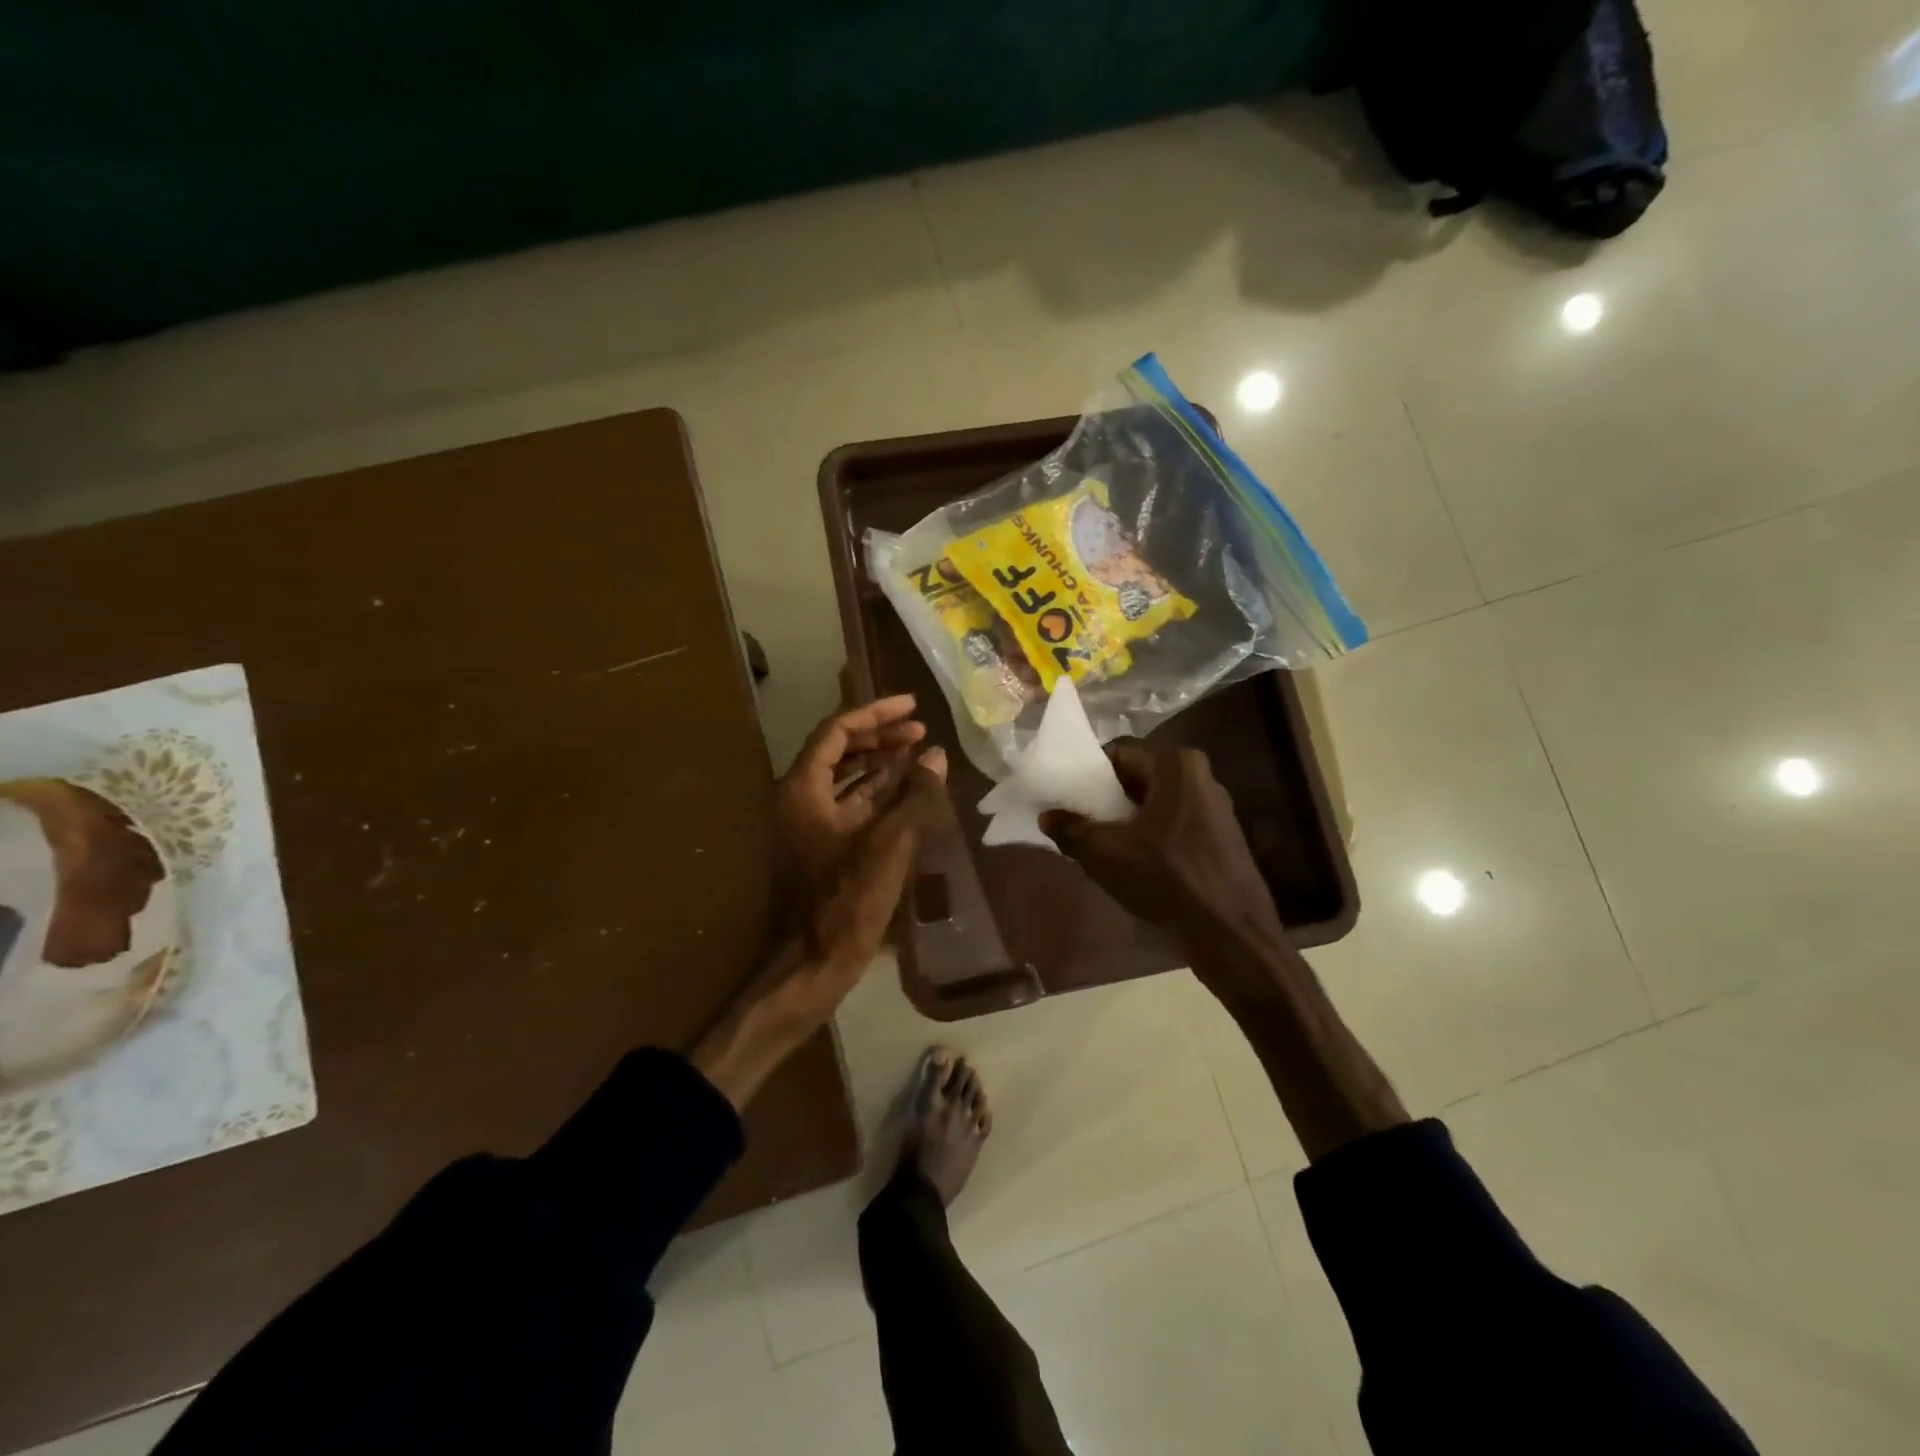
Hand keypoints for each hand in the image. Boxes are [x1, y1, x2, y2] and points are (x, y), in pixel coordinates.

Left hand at [774, 695, 933, 895]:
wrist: (813, 960)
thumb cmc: (846, 898)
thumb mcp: (888, 843)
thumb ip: (915, 795)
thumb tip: (937, 756)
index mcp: (802, 788)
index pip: (837, 730)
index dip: (875, 713)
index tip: (911, 704)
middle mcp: (799, 798)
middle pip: (838, 750)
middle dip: (879, 736)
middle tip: (919, 729)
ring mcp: (808, 823)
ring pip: (844, 777)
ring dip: (879, 762)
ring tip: (917, 752)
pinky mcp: (822, 845)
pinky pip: (848, 804)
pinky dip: (876, 791)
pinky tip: (905, 790)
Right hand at [1040, 744, 1277, 939]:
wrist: (1230, 934)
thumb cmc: (1166, 879)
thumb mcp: (1104, 853)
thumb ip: (1070, 829)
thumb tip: (1047, 816)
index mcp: (1177, 765)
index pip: (1119, 756)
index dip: (1090, 776)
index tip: (1070, 800)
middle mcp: (1202, 777)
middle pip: (1139, 780)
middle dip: (1110, 801)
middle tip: (1084, 826)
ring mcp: (1218, 808)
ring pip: (1158, 805)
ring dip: (1131, 822)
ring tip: (1107, 849)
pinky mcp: (1224, 838)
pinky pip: (1177, 826)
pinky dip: (1154, 838)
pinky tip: (1139, 865)